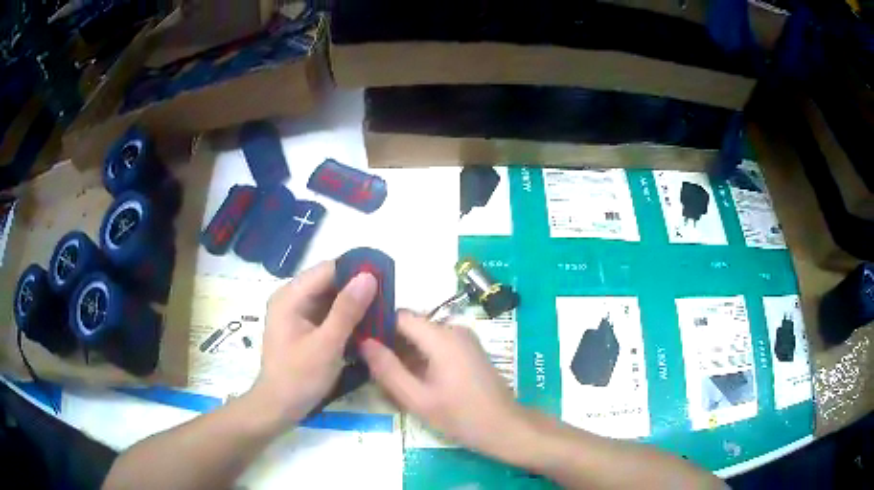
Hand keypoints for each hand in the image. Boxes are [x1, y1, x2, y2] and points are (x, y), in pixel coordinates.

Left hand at [246, 261, 376, 426]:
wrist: (279, 407)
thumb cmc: (300, 377)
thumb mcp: (326, 345)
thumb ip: (347, 310)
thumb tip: (369, 277)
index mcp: (290, 297)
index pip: (327, 270)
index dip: (356, 271)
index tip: (385, 279)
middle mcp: (291, 298)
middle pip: (328, 282)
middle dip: (356, 288)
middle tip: (387, 297)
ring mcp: (295, 313)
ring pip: (329, 297)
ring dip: (353, 303)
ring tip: (381, 309)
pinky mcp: (302, 326)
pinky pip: (327, 312)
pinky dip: (345, 316)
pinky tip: (364, 324)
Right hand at [361, 311, 525, 457]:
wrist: (504, 426)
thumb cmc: (460, 415)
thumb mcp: (417, 398)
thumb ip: (388, 370)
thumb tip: (364, 342)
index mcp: (442, 337)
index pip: (400, 316)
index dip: (377, 325)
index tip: (358, 340)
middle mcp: (454, 329)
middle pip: (411, 325)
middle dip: (389, 342)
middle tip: (368, 363)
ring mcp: (464, 338)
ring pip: (423, 336)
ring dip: (404, 352)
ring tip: (385, 374)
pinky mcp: (468, 349)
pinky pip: (436, 345)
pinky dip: (420, 357)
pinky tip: (410, 378)